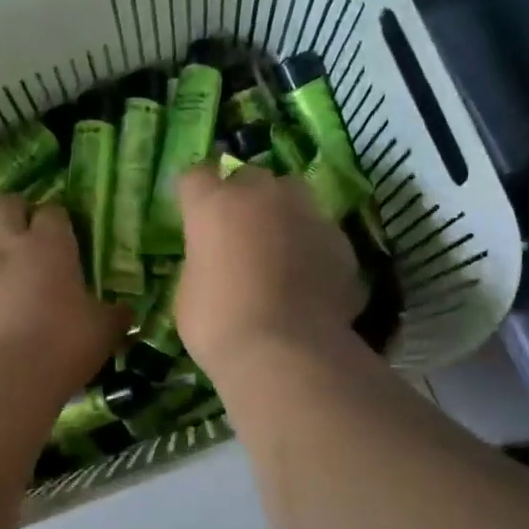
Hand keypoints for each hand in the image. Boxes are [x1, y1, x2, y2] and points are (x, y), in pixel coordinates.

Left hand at [0, 191, 128, 402]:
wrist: (6, 378)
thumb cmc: (63, 347)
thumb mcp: (104, 331)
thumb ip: (114, 316)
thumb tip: (127, 311)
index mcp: (50, 247)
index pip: (52, 211)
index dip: (56, 215)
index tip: (61, 227)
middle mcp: (7, 248)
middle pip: (1, 205)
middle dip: (8, 208)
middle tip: (17, 223)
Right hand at [174, 163, 363, 380]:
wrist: (286, 353)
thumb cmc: (219, 323)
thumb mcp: (188, 291)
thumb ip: (202, 261)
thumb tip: (215, 261)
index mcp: (214, 205)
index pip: (196, 176)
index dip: (192, 193)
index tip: (191, 212)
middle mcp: (262, 196)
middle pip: (249, 177)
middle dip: (242, 196)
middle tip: (236, 230)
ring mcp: (307, 215)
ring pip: (293, 196)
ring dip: (281, 213)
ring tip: (277, 246)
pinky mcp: (340, 242)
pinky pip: (318, 233)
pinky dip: (310, 247)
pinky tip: (306, 278)